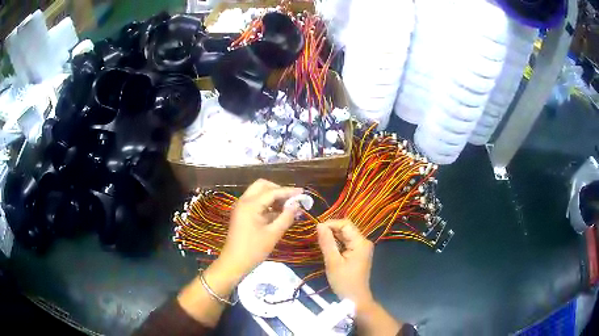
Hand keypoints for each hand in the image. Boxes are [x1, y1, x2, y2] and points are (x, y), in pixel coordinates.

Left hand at [218, 179, 302, 279]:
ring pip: (258, 193)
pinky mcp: (241, 214)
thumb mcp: (273, 234)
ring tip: (288, 207)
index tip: (303, 193)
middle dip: (278, 190)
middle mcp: (244, 201)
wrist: (234, 263)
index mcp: (250, 205)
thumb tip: (296, 205)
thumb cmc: (254, 250)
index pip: (272, 192)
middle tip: (292, 199)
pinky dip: (267, 204)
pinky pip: (255, 202)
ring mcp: (241, 207)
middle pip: (262, 186)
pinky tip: (279, 214)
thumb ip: (286, 217)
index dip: (289, 192)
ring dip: (273, 197)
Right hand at [317, 219, 374, 308]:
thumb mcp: (333, 262)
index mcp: (360, 242)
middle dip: (331, 230)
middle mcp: (364, 241)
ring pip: (346, 235)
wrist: (355, 298)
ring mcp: (362, 247)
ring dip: (333, 237)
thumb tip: (319, 225)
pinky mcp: (359, 253)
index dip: (330, 224)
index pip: (345, 224)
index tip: (316, 230)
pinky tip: (329, 248)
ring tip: (320, 242)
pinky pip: (347, 242)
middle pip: (346, 228)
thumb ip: (327, 242)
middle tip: (316, 237)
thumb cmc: (344, 281)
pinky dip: (337, 243)